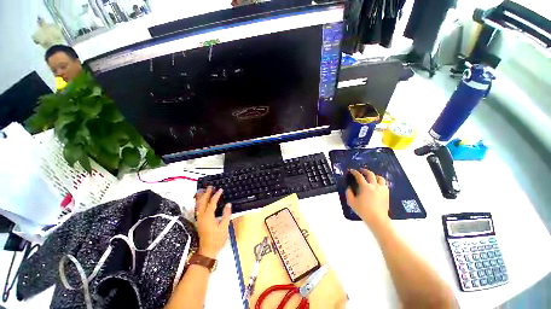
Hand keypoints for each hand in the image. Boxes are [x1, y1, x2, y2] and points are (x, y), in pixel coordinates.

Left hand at [195, 186, 231, 258]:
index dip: (216, 195)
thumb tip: (229, 204)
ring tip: (203, 190)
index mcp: (208, 217)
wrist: (207, 251)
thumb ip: (226, 215)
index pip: (212, 203)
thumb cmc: (217, 239)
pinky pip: (197, 209)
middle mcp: (202, 216)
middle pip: (202, 202)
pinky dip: (199, 202)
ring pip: (198, 205)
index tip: (220, 189)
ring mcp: (199, 219)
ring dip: (200, 197)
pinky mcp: (199, 221)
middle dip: (206, 193)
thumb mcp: (224, 227)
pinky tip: (200, 200)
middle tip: (210, 186)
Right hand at [345, 169, 389, 229]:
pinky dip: (380, 182)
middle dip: (365, 171)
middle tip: (361, 171)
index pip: (359, 176)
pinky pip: (384, 184)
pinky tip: (377, 185)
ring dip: (374, 176)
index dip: (354, 172)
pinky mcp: (387, 194)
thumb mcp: (351, 202)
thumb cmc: (363, 210)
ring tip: (371, 177)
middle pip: (370, 174)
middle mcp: (374, 186)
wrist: (377, 219)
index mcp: (365, 187)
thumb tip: (349, 187)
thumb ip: (348, 193)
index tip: (351, 170)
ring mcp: (382, 189)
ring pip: (380, 178)